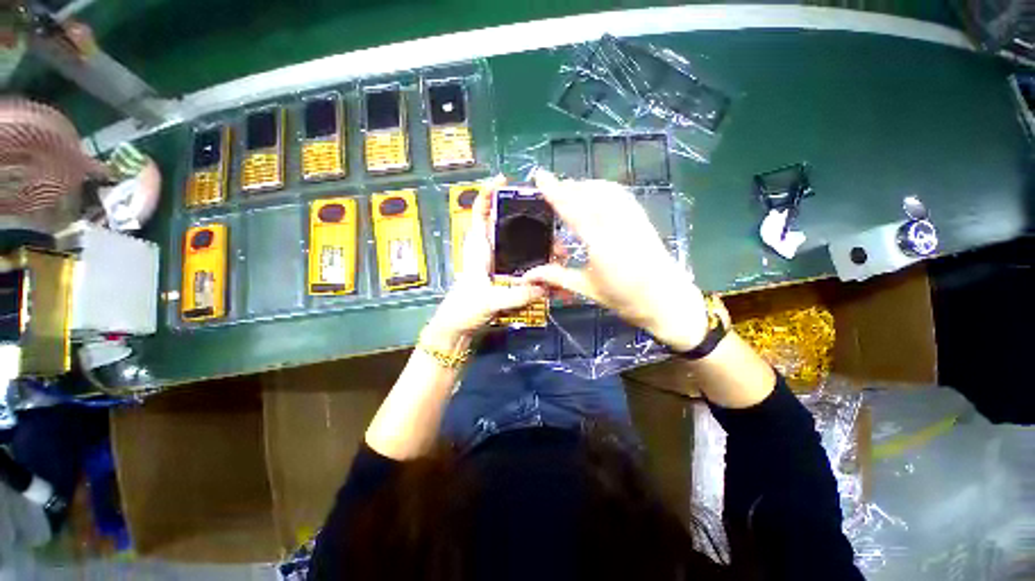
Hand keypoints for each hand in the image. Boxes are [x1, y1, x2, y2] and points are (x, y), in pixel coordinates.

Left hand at [424, 176, 545, 345]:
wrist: (457, 328)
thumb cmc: (463, 309)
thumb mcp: (488, 301)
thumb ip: (515, 295)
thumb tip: (544, 287)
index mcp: (479, 247)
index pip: (480, 212)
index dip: (488, 193)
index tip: (504, 180)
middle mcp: (491, 250)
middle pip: (513, 228)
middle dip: (536, 229)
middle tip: (557, 239)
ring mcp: (501, 264)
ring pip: (525, 249)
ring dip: (544, 253)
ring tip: (562, 261)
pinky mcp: (508, 278)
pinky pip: (528, 269)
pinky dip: (541, 274)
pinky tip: (555, 283)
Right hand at [523, 170, 707, 350]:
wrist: (668, 302)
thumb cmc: (626, 300)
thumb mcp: (587, 289)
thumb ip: (557, 277)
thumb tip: (527, 275)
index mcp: (601, 246)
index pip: (574, 211)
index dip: (555, 192)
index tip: (540, 176)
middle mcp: (618, 227)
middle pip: (589, 195)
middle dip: (568, 187)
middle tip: (550, 187)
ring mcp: (633, 220)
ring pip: (605, 190)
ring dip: (584, 186)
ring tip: (569, 190)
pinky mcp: (642, 218)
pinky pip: (619, 194)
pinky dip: (602, 188)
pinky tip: (594, 194)